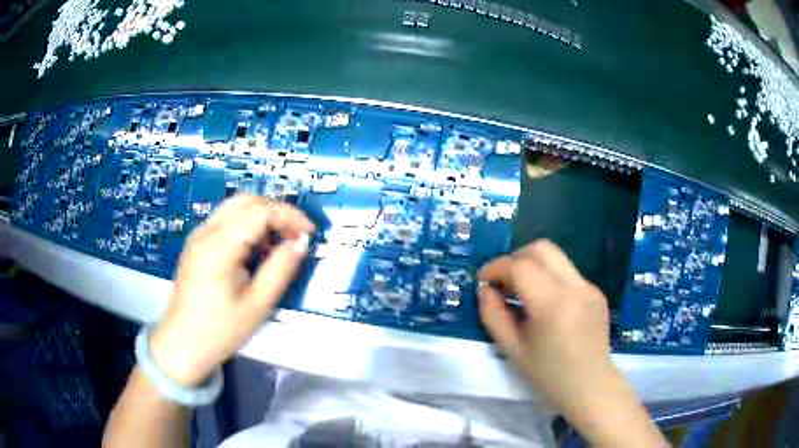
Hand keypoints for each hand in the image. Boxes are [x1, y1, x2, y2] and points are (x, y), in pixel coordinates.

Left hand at [150, 194, 314, 386]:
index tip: (309, 233)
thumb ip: (281, 269)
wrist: (183, 344)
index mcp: (219, 246)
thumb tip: (301, 242)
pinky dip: (247, 225)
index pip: (259, 211)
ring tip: (277, 245)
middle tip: (295, 236)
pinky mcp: (196, 244)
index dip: (289, 216)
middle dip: (276, 211)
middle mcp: (206, 232)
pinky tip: (254, 250)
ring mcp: (198, 235)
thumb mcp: (258, 305)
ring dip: (261, 217)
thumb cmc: (220, 330)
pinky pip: (226, 220)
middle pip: (247, 200)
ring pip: (236, 207)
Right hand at [478, 240, 664, 446]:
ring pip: (556, 256)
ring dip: (532, 265)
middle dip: (515, 258)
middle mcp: (574, 287)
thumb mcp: (512, 349)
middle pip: (541, 248)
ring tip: (521, 291)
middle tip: (502, 281)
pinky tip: (545, 303)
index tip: (482, 281)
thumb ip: (493, 315)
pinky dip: (548, 277)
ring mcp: (589, 286)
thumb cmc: (548, 375)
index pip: (519, 266)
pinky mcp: (596, 291)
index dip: (496, 268)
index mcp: (552, 304)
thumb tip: (485, 289)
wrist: (590, 387)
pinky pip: (567, 272)